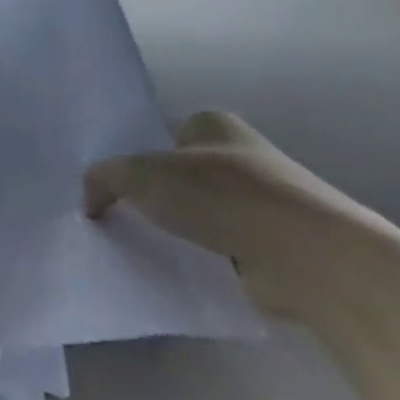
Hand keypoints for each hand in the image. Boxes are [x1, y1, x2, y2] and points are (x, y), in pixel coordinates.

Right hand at [84, 111, 372, 318]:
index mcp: (214, 125)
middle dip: (153, 197)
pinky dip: (201, 263)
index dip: (134, 158)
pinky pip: (221, 252)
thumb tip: (89, 202)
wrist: (310, 258)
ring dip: (178, 233)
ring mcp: (262, 205)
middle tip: (113, 217)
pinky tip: (174, 274)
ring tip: (138, 249)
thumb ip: (104, 179)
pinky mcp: (275, 250)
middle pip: (179, 176)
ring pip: (200, 216)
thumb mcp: (142, 174)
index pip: (161, 136)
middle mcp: (240, 158)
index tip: (108, 186)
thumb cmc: (223, 196)